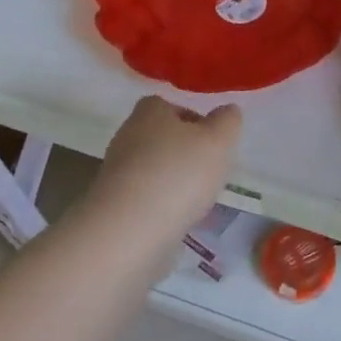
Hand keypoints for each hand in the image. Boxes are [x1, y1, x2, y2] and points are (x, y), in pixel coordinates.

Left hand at [85, 95, 242, 237]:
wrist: (127, 233)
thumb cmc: (177, 174)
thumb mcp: (218, 141)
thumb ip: (228, 122)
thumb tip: (227, 112)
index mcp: (150, 112)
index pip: (171, 106)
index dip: (194, 121)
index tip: (213, 141)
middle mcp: (128, 137)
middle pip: (162, 139)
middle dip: (185, 154)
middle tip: (210, 172)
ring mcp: (116, 175)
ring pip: (154, 172)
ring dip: (175, 184)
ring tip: (199, 202)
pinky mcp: (112, 208)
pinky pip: (145, 202)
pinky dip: (162, 209)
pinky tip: (179, 224)